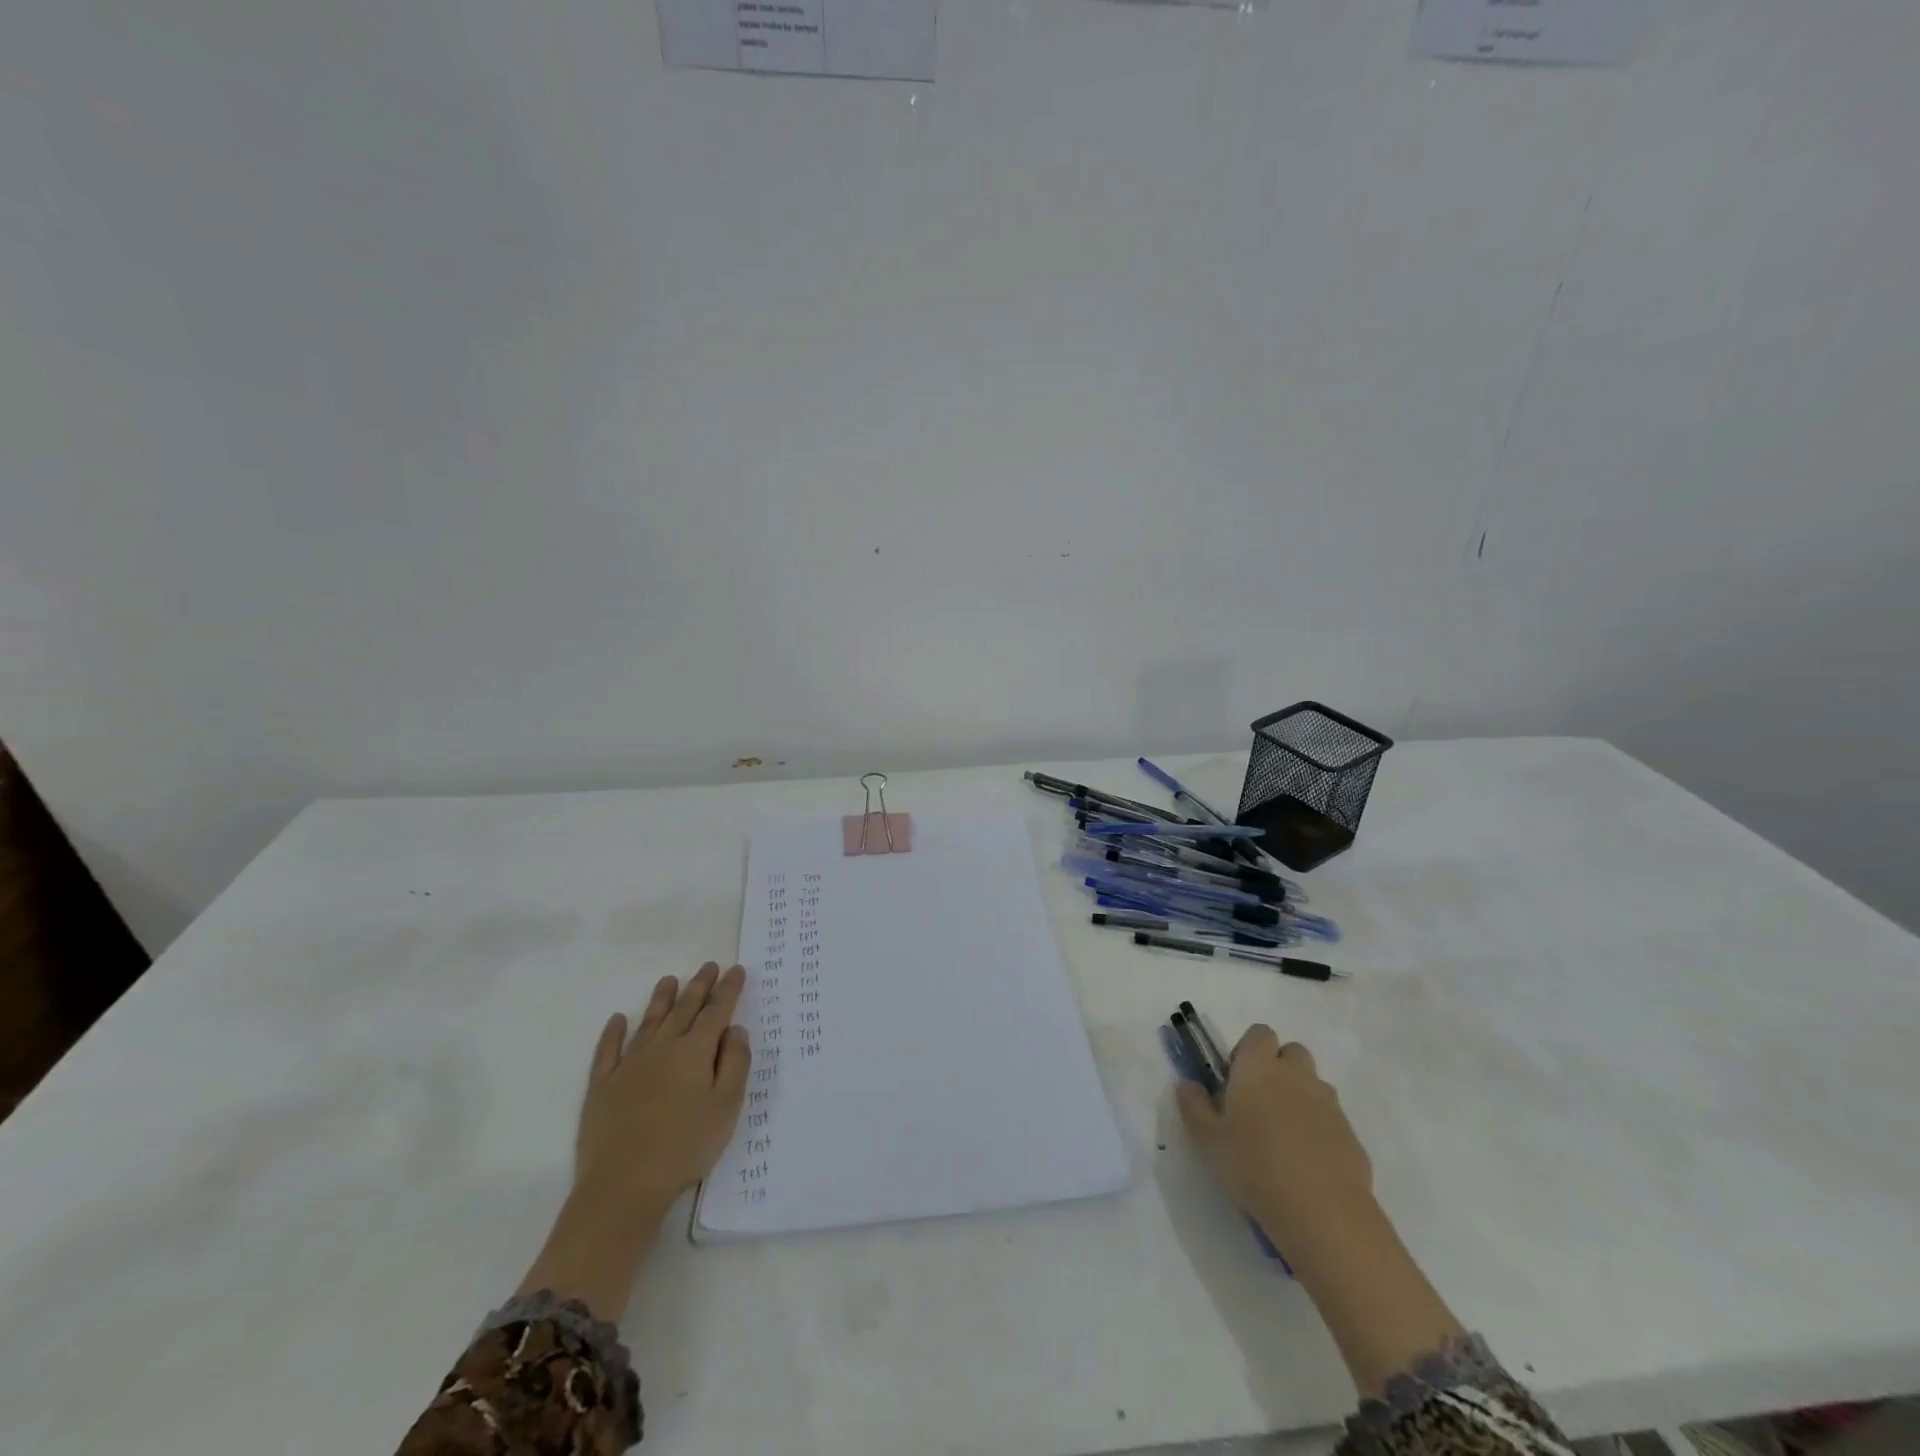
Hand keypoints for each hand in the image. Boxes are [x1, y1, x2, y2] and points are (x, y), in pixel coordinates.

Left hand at [517, 963, 751, 1318]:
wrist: (623, 1186)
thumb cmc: (685, 1147)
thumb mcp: (727, 1107)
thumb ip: (736, 1063)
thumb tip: (735, 1029)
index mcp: (695, 1051)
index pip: (716, 1011)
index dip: (728, 989)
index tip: (736, 970)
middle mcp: (662, 1048)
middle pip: (684, 1009)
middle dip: (699, 986)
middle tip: (709, 966)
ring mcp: (628, 1065)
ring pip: (649, 1022)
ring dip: (661, 999)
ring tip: (670, 980)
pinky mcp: (602, 1087)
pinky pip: (608, 1050)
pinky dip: (613, 1032)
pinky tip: (617, 1020)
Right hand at [1176, 1026, 1371, 1247]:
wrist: (1322, 1212)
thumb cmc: (1253, 1165)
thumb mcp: (1208, 1139)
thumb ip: (1193, 1106)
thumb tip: (1186, 1084)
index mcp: (1259, 1067)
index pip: (1259, 1033)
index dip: (1248, 1049)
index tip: (1236, 1078)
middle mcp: (1296, 1075)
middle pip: (1292, 1052)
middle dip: (1278, 1067)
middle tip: (1259, 1101)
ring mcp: (1328, 1104)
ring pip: (1314, 1084)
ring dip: (1300, 1096)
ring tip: (1283, 1133)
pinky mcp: (1351, 1135)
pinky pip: (1331, 1119)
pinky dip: (1319, 1128)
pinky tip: (1307, 1161)